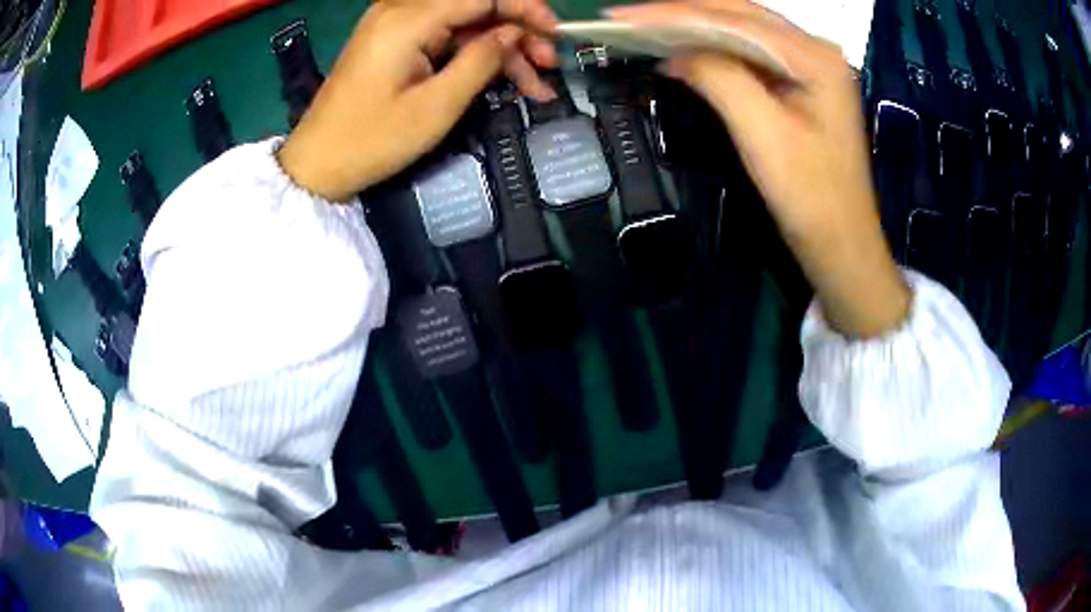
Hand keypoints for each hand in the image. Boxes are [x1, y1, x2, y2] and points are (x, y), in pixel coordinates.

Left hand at [278, 0, 557, 201]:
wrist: (317, 164)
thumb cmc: (371, 140)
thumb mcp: (435, 106)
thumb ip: (481, 62)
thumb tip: (514, 34)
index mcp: (408, 20)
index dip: (525, 8)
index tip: (556, 33)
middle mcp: (401, 10)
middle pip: (475, 7)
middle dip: (517, 32)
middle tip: (548, 66)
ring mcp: (396, 25)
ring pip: (465, 24)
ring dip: (501, 49)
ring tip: (534, 84)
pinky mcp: (394, 42)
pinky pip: (445, 37)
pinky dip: (474, 55)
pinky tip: (501, 78)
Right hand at [608, 1, 909, 336]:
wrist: (842, 245)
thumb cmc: (812, 198)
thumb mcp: (765, 135)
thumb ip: (721, 79)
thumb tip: (675, 52)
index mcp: (814, 56)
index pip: (734, 19)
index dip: (674, 14)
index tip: (622, 15)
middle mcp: (814, 50)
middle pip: (739, 15)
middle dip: (681, 13)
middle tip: (627, 17)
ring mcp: (808, 66)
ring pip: (742, 32)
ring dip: (695, 28)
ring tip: (647, 28)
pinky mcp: (800, 85)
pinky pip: (750, 55)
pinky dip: (714, 51)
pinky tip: (685, 51)